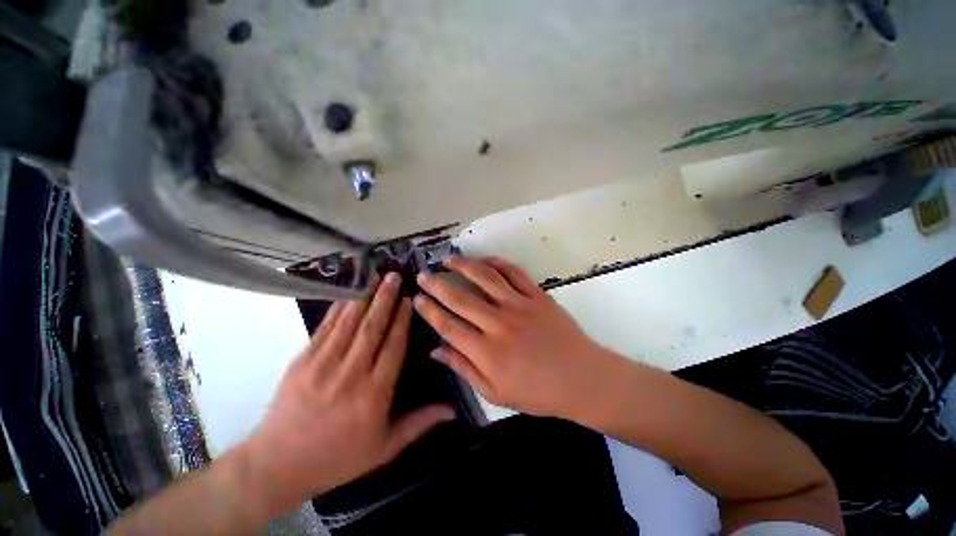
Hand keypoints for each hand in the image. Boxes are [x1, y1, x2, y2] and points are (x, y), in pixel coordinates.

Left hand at [241, 273, 455, 515]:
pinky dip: (339, 307)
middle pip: (372, 328)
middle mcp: (350, 375)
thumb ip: (420, 423)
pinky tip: (349, 293)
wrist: (277, 465)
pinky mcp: (301, 361)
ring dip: (364, 296)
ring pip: (349, 322)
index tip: (409, 299)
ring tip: (375, 276)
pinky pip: (325, 328)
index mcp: (373, 395)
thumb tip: (453, 410)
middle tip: (394, 275)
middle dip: (385, 298)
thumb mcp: (385, 448)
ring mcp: (322, 365)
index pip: (393, 347)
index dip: (402, 320)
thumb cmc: (338, 458)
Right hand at [414, 256, 626, 419]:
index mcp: (487, 352)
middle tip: (423, 275)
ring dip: (464, 266)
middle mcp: (499, 324)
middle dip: (437, 284)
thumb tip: (436, 351)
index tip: (417, 299)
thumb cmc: (538, 392)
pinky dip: (498, 263)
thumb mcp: (496, 392)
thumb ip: (464, 369)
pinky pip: (514, 273)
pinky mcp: (537, 296)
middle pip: (460, 298)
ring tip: (448, 259)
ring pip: (485, 279)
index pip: (448, 326)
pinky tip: (485, 260)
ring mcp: (519, 306)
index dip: (429, 311)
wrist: (582, 378)